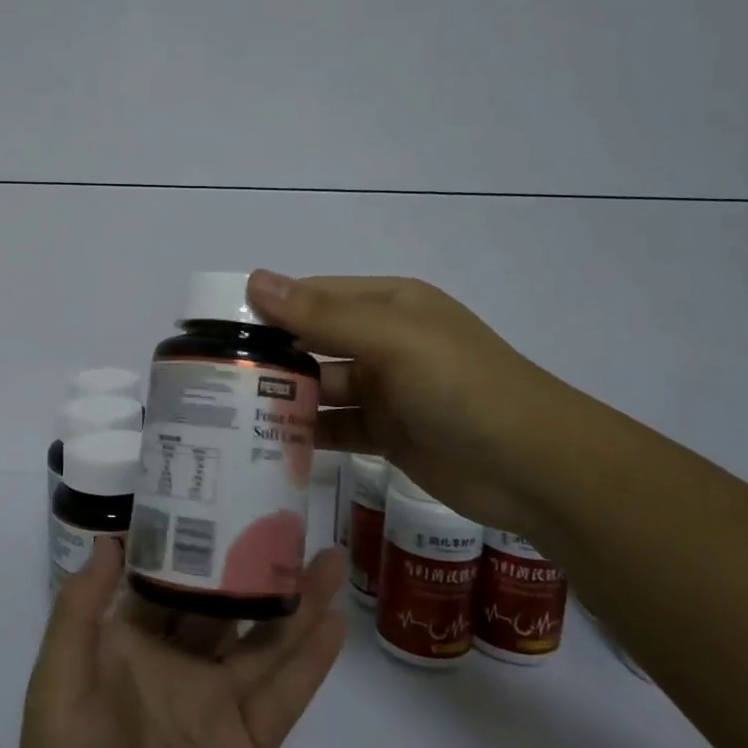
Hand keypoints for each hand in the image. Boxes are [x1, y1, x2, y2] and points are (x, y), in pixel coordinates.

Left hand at [0, 537, 345, 747]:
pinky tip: (336, 618)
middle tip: (288, 519)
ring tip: (330, 555)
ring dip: (298, 600)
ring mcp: (218, 703)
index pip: (167, 579)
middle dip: (254, 564)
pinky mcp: (250, 744)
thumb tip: (110, 539)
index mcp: (130, 645)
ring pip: (266, 639)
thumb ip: (80, 610)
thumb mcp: (58, 681)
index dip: (192, 540)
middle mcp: (178, 665)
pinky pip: (286, 693)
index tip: (219, 497)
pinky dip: (312, 658)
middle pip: (226, 603)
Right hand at [246, 269, 568, 538]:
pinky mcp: (388, 434)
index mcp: (388, 304)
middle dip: (270, 358)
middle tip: (212, 379)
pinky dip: (308, 435)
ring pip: (321, 388)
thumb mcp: (392, 340)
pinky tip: (269, 447)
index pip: (313, 296)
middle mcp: (383, 342)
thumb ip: (322, 314)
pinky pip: (337, 428)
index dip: (267, 310)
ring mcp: (386, 390)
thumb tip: (255, 280)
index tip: (215, 330)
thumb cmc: (463, 387)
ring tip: (229, 417)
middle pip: (313, 342)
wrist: (535, 467)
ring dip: (285, 399)